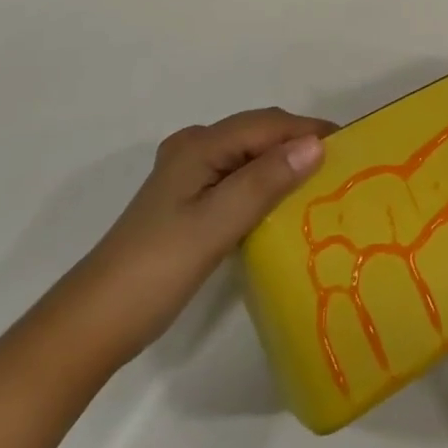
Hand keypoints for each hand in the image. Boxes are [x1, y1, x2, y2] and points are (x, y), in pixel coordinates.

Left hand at [81, 108, 332, 356]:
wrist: (94, 323)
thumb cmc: (156, 269)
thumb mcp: (215, 224)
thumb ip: (264, 182)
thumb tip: (315, 145)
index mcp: (199, 145)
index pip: (267, 125)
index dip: (309, 130)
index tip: (353, 147)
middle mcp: (194, 149)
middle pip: (258, 134)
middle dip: (300, 143)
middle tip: (344, 169)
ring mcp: (189, 175)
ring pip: (250, 156)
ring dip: (285, 164)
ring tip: (324, 185)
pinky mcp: (189, 202)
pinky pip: (239, 178)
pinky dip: (266, 183)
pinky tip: (285, 205)